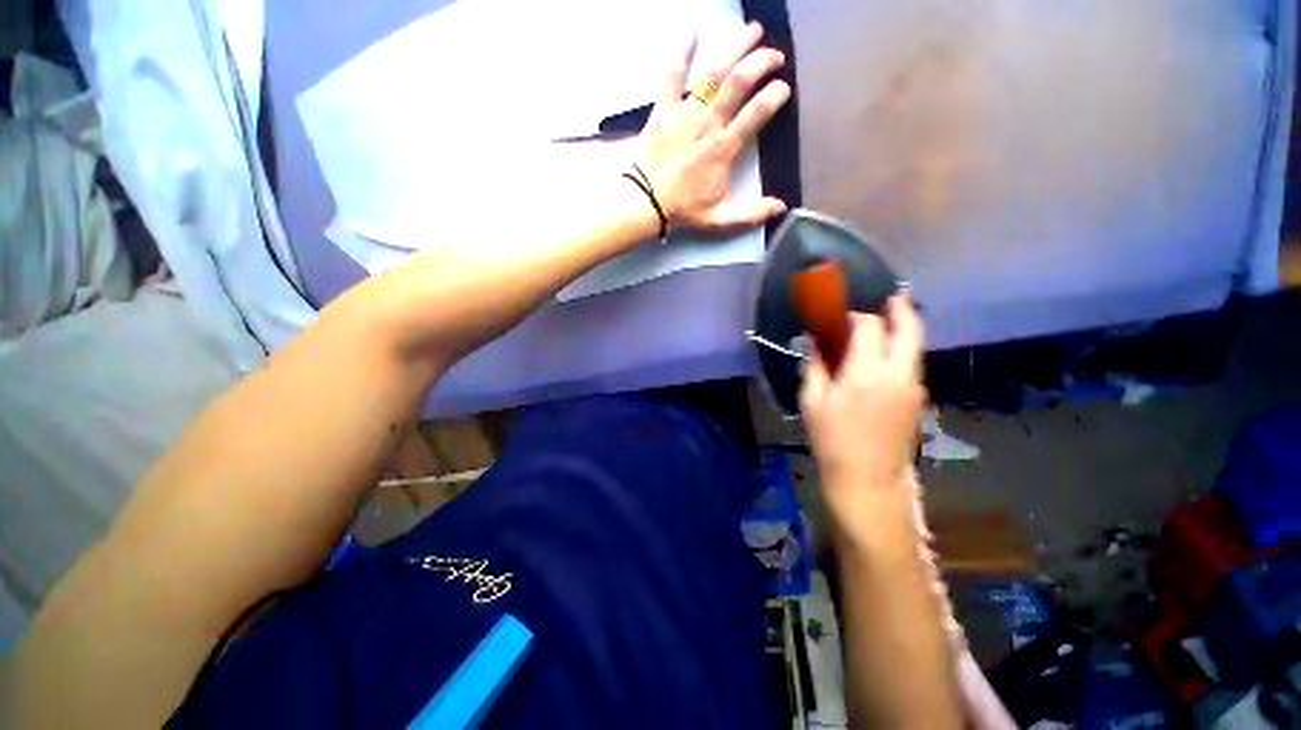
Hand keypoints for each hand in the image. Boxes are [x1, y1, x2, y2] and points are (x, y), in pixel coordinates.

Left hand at [638, 22, 790, 234]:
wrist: (645, 204)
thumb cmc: (683, 211)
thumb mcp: (720, 219)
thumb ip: (751, 213)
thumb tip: (781, 207)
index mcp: (724, 149)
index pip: (757, 114)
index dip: (775, 96)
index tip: (784, 88)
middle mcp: (708, 124)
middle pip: (740, 82)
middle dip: (762, 62)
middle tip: (775, 56)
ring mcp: (685, 113)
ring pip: (713, 71)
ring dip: (735, 46)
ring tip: (752, 30)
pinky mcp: (663, 109)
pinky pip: (672, 73)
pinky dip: (680, 49)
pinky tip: (691, 28)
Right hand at [800, 297, 927, 535]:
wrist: (868, 479)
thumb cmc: (832, 439)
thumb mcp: (812, 401)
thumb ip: (815, 366)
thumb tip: (814, 341)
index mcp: (867, 372)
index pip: (869, 326)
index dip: (856, 316)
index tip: (842, 316)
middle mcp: (898, 373)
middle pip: (909, 328)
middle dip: (900, 308)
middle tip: (889, 298)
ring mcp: (913, 386)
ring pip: (915, 346)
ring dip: (903, 330)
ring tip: (885, 324)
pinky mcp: (918, 399)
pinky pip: (911, 364)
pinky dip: (902, 351)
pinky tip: (884, 357)